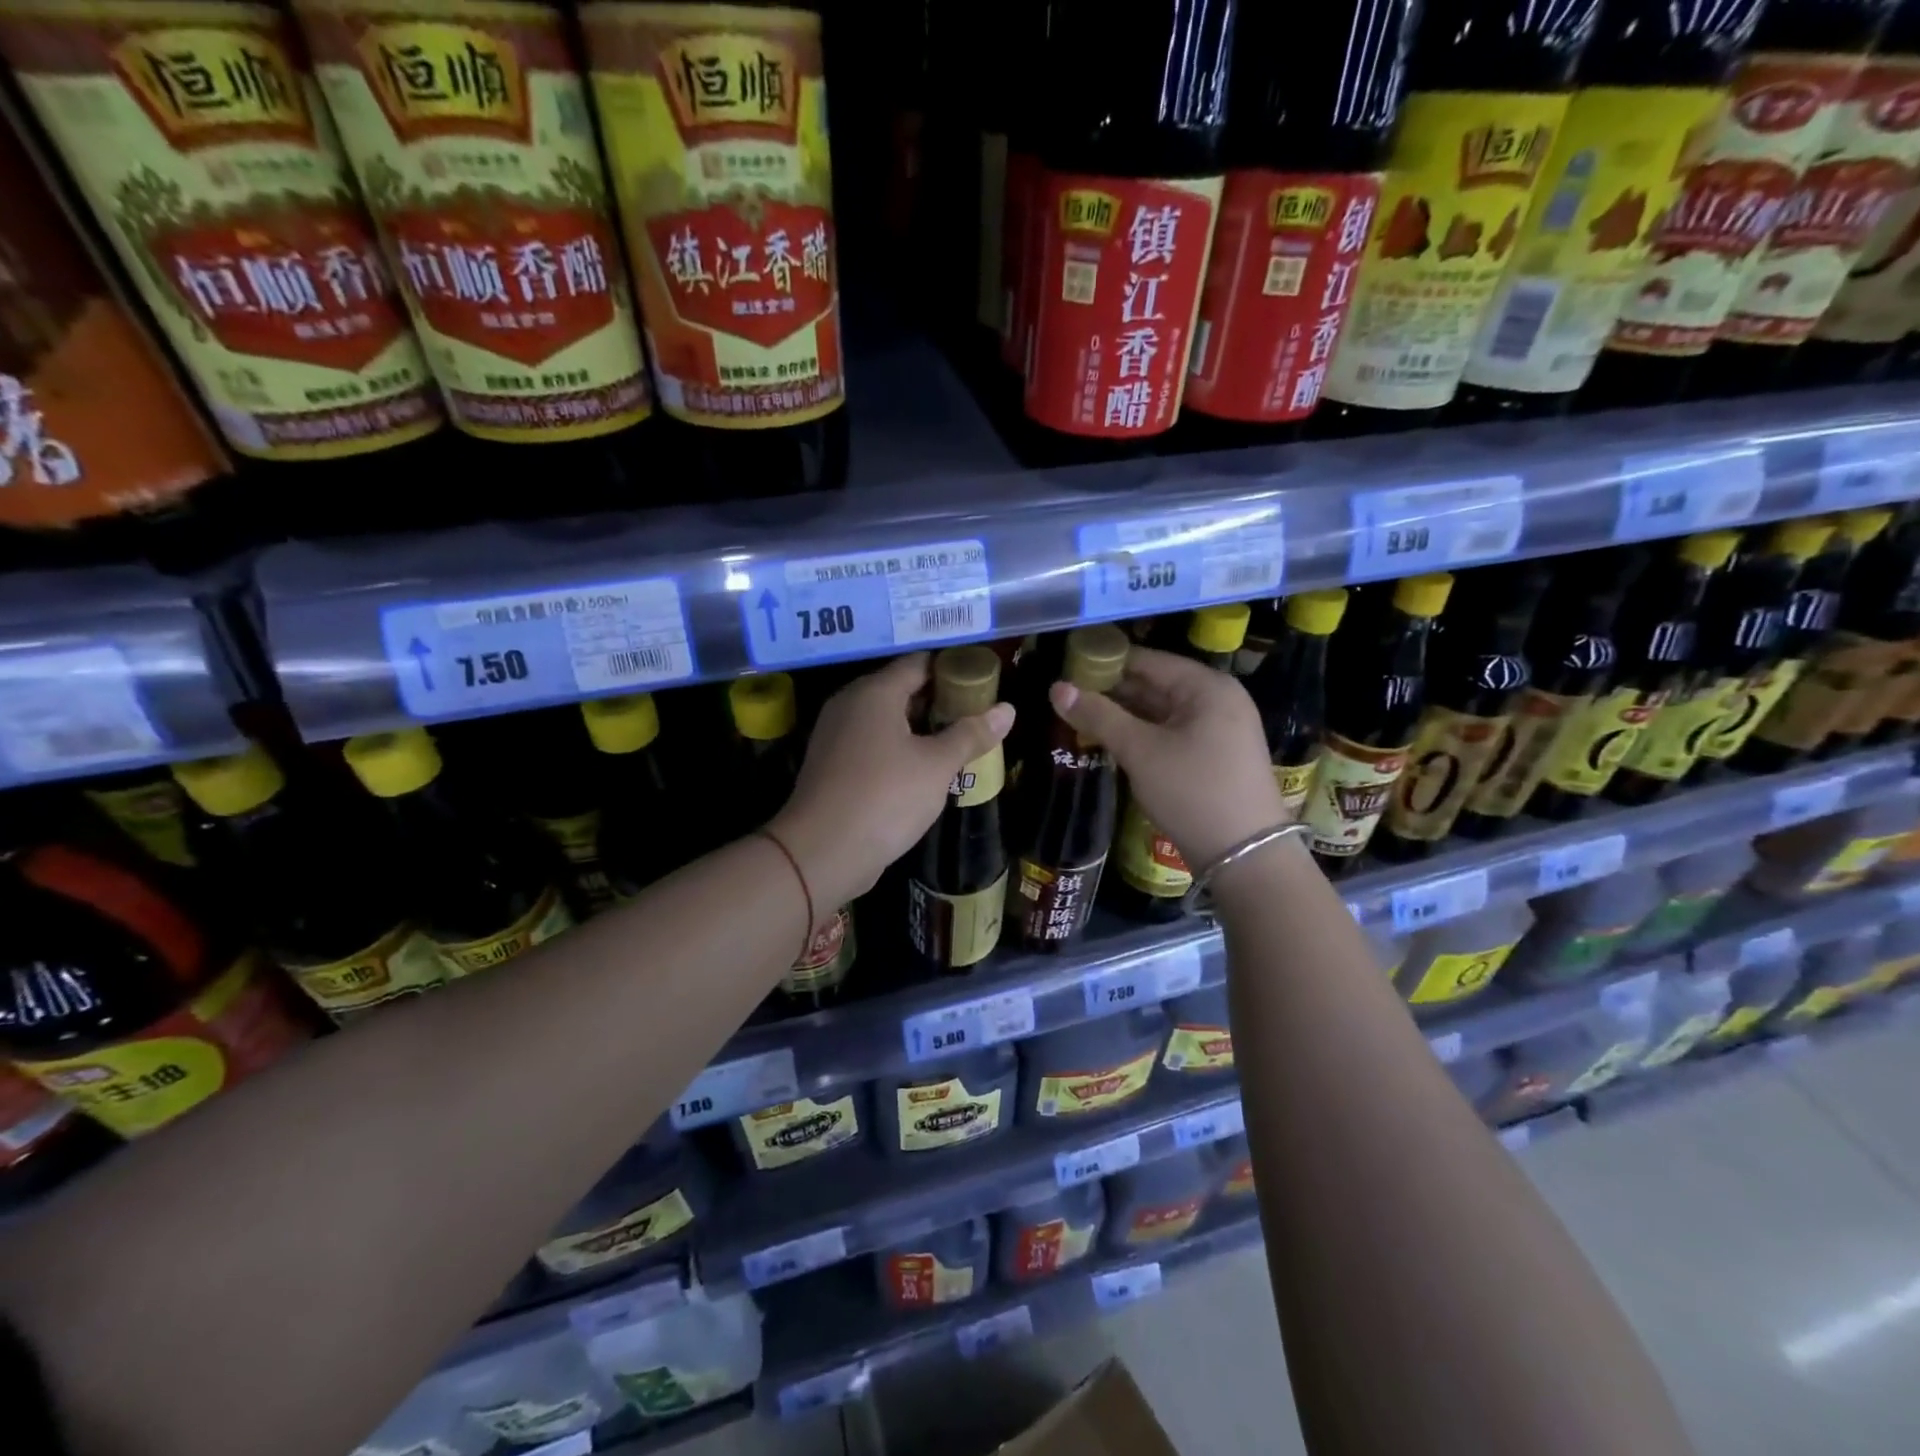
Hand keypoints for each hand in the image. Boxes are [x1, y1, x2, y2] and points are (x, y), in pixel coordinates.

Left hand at [771, 653, 1014, 912]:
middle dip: (941, 701)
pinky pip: (873, 743)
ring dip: (921, 728)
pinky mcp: (832, 764)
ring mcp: (837, 734)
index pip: (920, 663)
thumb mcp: (937, 766)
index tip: (984, 682)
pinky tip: (925, 769)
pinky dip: (899, 748)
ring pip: (887, 719)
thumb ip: (971, 734)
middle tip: (978, 716)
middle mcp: (851, 704)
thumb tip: (1008, 709)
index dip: (954, 669)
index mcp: (875, 692)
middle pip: (902, 689)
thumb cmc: (885, 797)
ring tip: (959, 741)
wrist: (821, 852)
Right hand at [1051, 646, 1286, 869]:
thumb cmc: (1193, 792)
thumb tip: (1056, 688)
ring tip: (1079, 718)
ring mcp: (1220, 730)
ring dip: (1123, 716)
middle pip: (1155, 684)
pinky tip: (1111, 741)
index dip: (1105, 662)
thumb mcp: (1141, 751)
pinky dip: (1142, 735)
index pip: (1147, 661)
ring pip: (1161, 712)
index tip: (1067, 669)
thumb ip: (1099, 716)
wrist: (1245, 857)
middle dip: (1112, 691)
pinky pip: (1171, 733)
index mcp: (1207, 687)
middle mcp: (1218, 700)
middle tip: (1067, 697)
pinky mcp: (1215, 757)